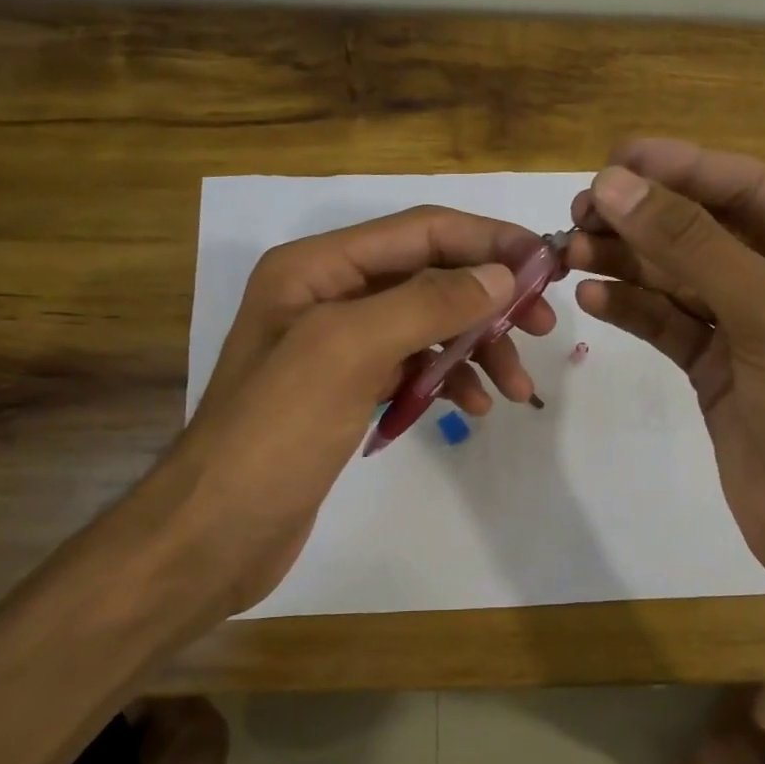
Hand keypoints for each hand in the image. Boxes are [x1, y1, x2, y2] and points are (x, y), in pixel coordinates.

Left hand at [167, 207, 556, 614]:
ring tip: (517, 388)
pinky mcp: (349, 390)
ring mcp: (338, 346)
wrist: (217, 532)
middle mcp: (329, 295)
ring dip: (477, 348)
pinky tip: (474, 408)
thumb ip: (426, 302)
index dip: (487, 240)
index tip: (546, 265)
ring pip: (428, 326)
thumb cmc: (276, 433)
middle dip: (489, 300)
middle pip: (429, 276)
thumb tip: (500, 275)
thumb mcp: (348, 351)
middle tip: (544, 328)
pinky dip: (448, 380)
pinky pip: (413, 368)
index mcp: (318, 267)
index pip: (420, 231)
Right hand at [568, 139, 764, 587]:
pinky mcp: (715, 370)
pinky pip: (668, 325)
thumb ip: (694, 246)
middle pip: (704, 230)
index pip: (746, 188)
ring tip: (571, 251)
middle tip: (581, 210)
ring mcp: (747, 328)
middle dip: (643, 217)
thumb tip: (616, 183)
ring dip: (627, 261)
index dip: (681, 168)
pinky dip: (632, 309)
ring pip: (678, 278)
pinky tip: (593, 298)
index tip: (615, 159)